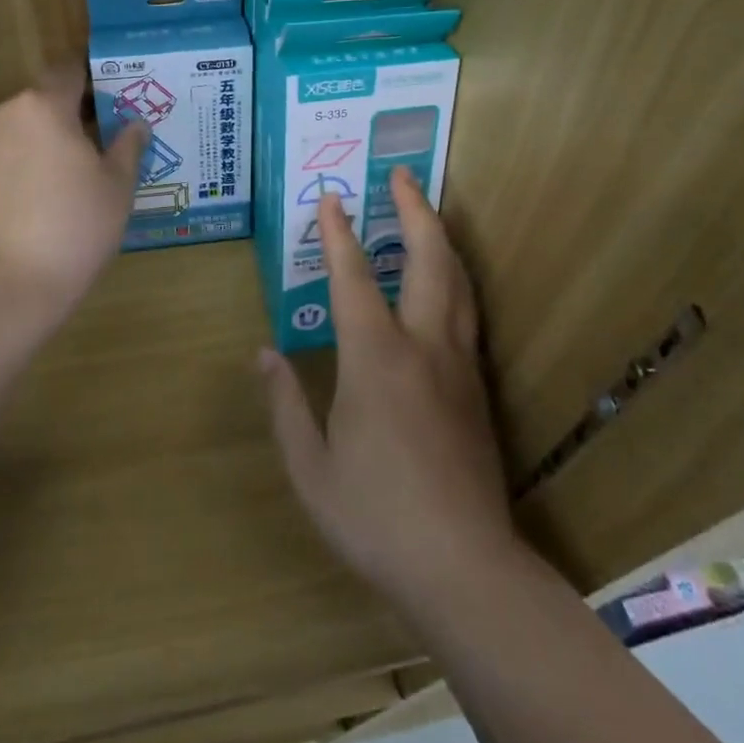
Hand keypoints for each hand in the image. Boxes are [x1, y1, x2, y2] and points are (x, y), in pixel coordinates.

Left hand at [0, 67, 147, 320]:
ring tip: (70, 178)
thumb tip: (136, 124)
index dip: (91, 79)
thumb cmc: (75, 227)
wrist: (8, 286)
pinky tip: (41, 199)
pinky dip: (22, 165)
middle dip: (70, 117)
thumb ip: (128, 146)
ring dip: (44, 142)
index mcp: (43, 106)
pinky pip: (2, 157)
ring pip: (21, 130)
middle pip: (42, 101)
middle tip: (100, 146)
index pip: (68, 71)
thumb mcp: (117, 186)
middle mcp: (4, 115)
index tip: (112, 99)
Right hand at [259, 168, 520, 619]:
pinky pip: (466, 313)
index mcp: (376, 359)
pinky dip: (453, 278)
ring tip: (426, 213)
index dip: (338, 234)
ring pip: (457, 281)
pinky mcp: (478, 387)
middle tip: (403, 176)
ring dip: (440, 238)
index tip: (330, 198)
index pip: (353, 278)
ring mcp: (459, 364)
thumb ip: (285, 405)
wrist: (464, 566)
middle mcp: (424, 346)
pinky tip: (444, 282)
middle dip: (414, 210)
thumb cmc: (377, 517)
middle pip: (428, 259)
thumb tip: (265, 355)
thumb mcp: (311, 469)